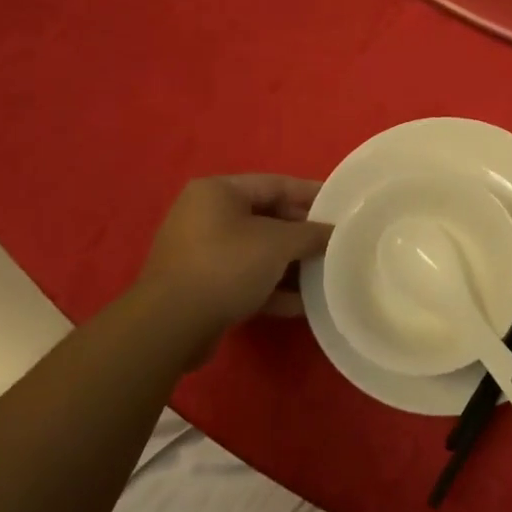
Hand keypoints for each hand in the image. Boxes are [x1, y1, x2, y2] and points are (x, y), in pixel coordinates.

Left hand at [139, 175, 330, 361]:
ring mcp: (200, 253)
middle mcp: (205, 215)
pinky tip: (302, 304)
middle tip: (336, 243)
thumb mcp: (278, 244)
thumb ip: (311, 234)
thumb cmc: (226, 266)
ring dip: (290, 264)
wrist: (169, 327)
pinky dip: (271, 288)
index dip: (312, 194)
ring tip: (324, 274)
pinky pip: (244, 279)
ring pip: (256, 252)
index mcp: (218, 191)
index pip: (276, 184)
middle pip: (267, 218)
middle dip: (302, 234)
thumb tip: (334, 233)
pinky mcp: (201, 287)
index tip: (342, 205)